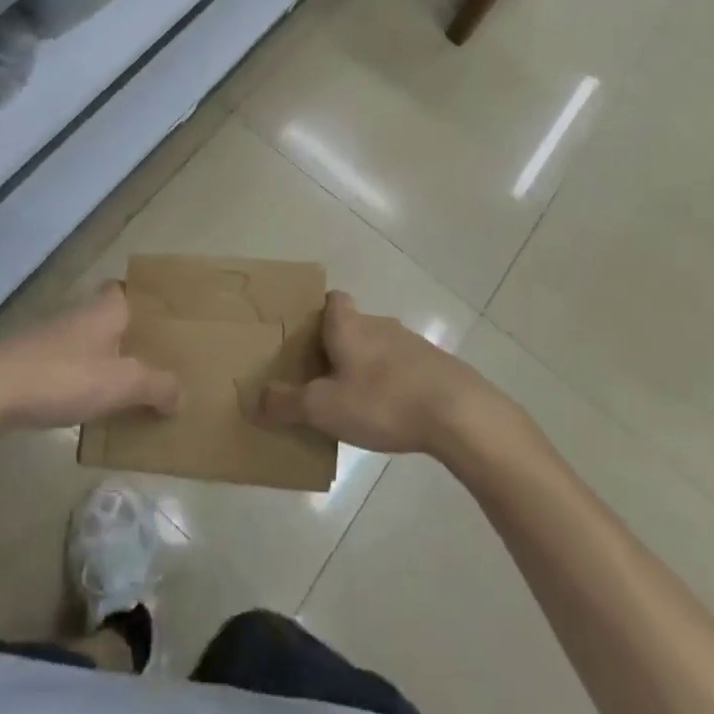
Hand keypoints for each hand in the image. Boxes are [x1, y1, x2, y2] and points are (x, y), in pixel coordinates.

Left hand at [0, 282, 181, 431]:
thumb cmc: (63, 376)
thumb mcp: (121, 384)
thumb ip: (157, 386)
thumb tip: (180, 396)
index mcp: (104, 309)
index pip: (125, 288)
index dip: (143, 299)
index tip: (162, 321)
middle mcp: (78, 314)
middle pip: (110, 317)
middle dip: (129, 335)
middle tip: (155, 358)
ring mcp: (50, 338)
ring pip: (88, 342)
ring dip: (105, 359)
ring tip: (130, 386)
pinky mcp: (30, 362)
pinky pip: (68, 364)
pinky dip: (82, 378)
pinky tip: (90, 403)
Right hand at [252, 292, 500, 456]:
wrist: (458, 413)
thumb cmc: (383, 400)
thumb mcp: (324, 408)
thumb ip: (287, 403)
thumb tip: (256, 398)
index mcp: (349, 325)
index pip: (332, 299)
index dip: (317, 313)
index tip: (305, 338)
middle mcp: (379, 324)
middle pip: (352, 325)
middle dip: (336, 347)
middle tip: (319, 378)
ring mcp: (411, 344)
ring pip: (378, 347)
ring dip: (365, 366)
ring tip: (352, 401)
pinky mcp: (434, 366)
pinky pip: (402, 368)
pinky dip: (391, 383)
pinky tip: (389, 413)